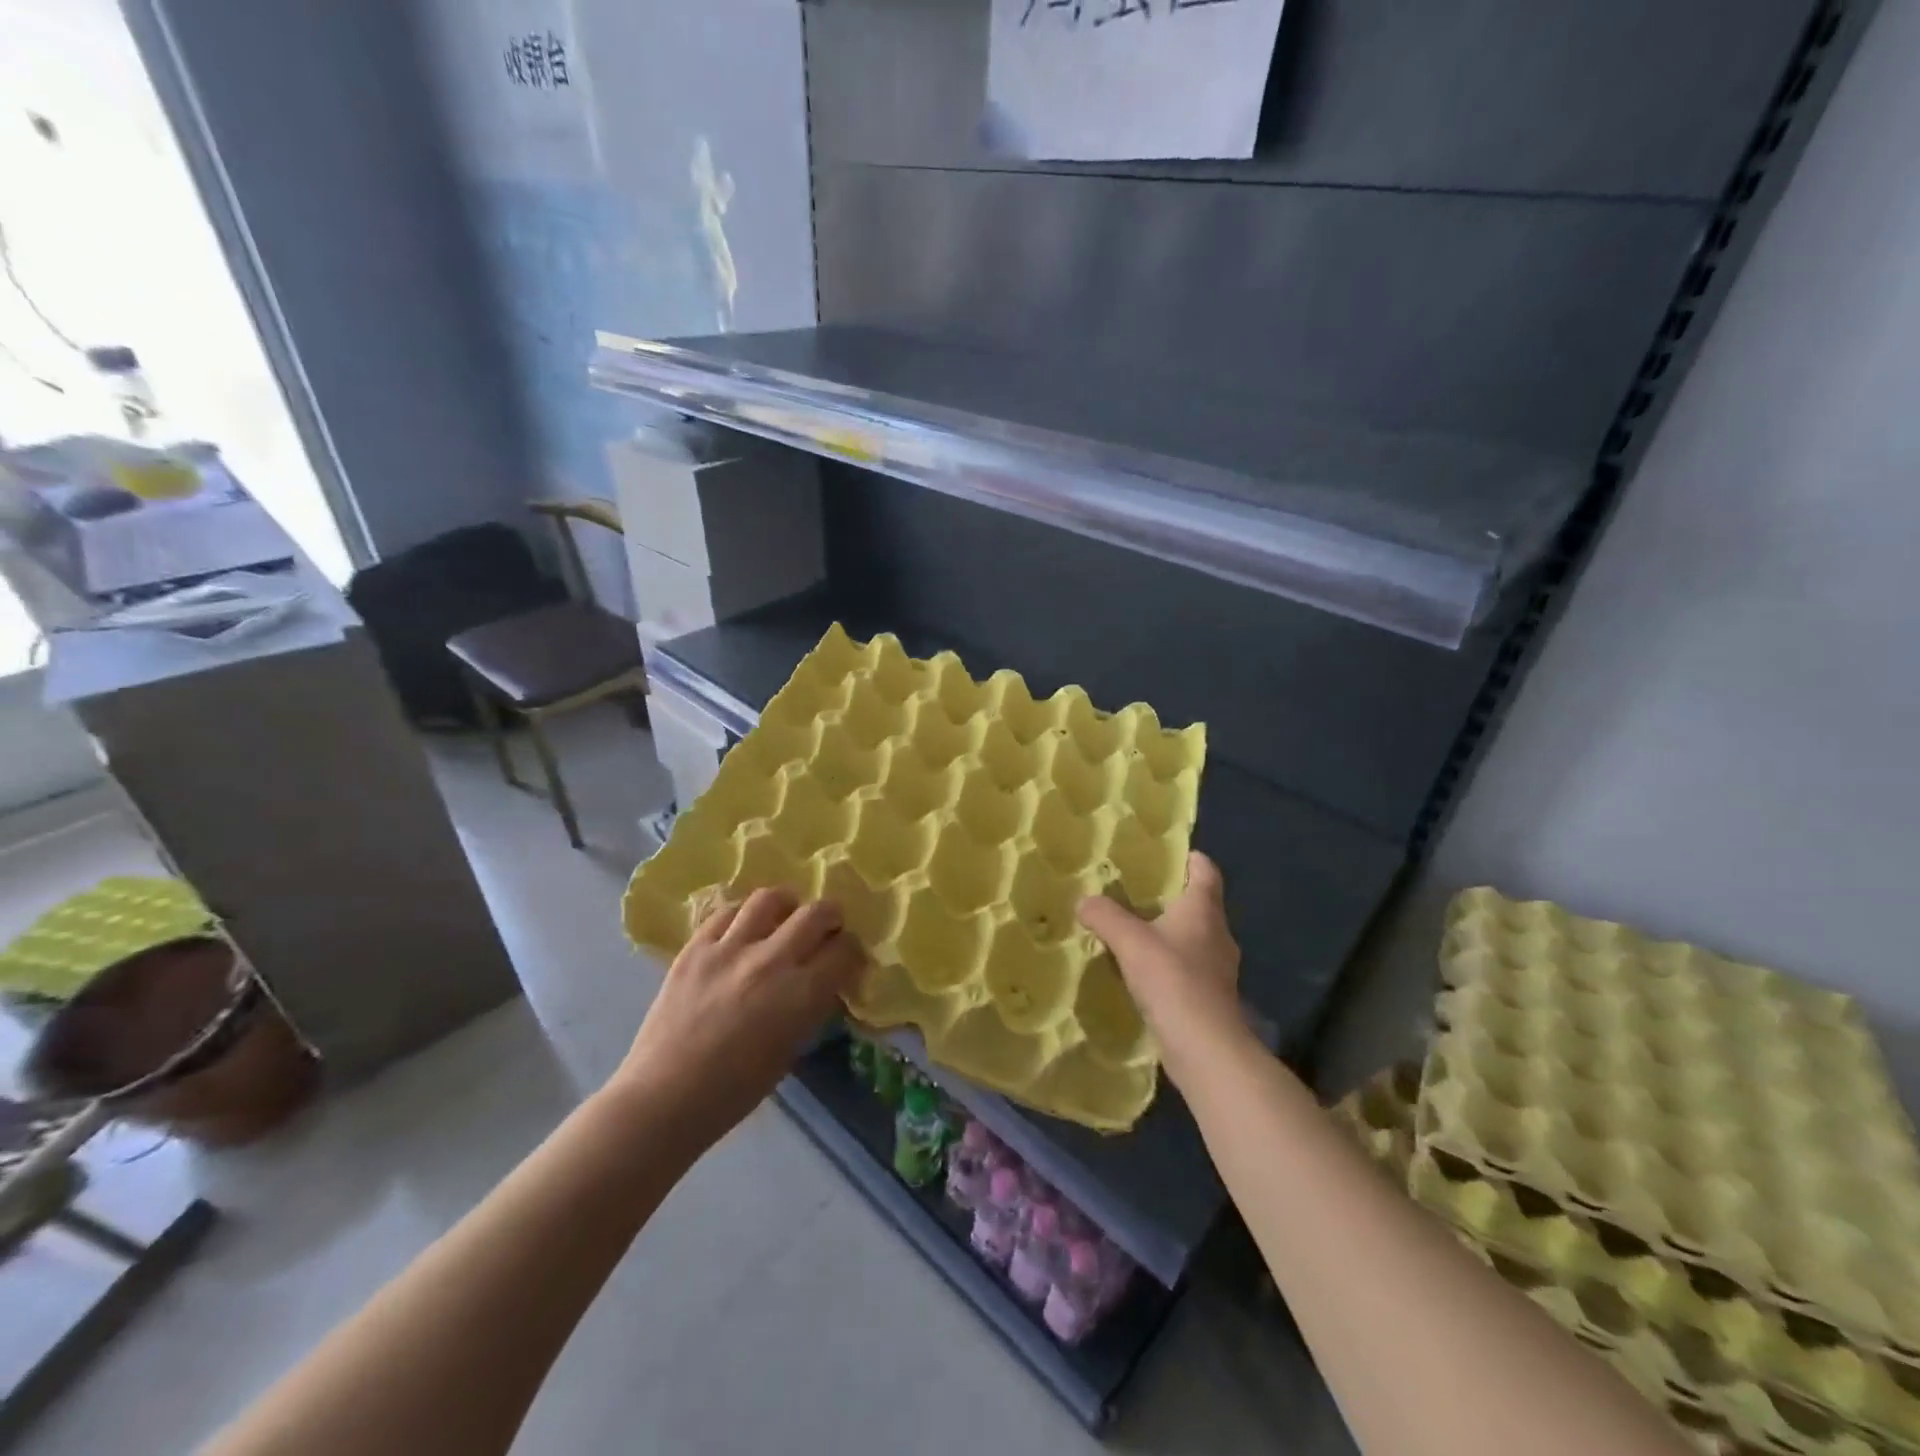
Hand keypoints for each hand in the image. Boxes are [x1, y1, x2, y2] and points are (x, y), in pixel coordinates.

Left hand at [614, 888, 864, 1145]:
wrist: (664, 1098)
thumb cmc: (734, 1091)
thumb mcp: (790, 1050)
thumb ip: (810, 1008)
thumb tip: (823, 982)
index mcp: (801, 994)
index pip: (844, 950)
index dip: (852, 950)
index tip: (847, 957)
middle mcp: (771, 961)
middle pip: (816, 913)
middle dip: (830, 916)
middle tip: (826, 928)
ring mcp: (730, 949)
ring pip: (770, 898)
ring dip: (786, 904)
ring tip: (783, 917)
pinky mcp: (696, 947)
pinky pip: (726, 912)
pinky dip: (743, 916)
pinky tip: (743, 929)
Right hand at [1077, 852, 1252, 1089]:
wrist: (1205, 1048)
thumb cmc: (1173, 980)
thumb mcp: (1130, 941)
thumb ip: (1105, 916)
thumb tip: (1084, 901)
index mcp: (1204, 910)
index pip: (1205, 870)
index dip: (1188, 858)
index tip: (1162, 854)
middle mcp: (1217, 933)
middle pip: (1197, 903)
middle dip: (1168, 895)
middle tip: (1131, 890)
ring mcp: (1216, 967)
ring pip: (1190, 936)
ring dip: (1165, 931)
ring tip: (1130, 929)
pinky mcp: (1208, 996)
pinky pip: (1185, 966)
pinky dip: (1166, 961)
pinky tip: (1139, 970)